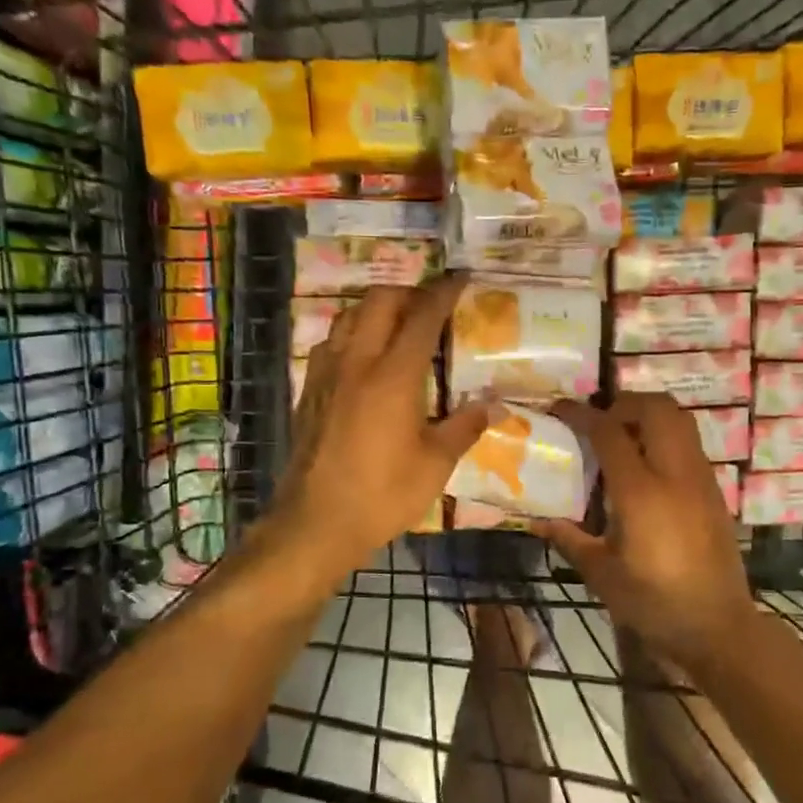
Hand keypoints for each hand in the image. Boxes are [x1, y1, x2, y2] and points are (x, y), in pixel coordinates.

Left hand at [268, 277, 490, 584]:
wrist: (316, 523)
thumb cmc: (384, 494)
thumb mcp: (436, 464)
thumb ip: (465, 426)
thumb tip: (493, 404)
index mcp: (394, 375)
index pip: (422, 316)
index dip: (443, 293)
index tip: (460, 279)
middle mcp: (357, 361)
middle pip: (379, 301)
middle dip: (409, 293)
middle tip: (431, 307)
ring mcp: (326, 373)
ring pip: (348, 316)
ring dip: (376, 309)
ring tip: (399, 326)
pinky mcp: (308, 391)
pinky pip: (331, 342)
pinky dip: (352, 333)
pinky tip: (364, 358)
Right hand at [535, 393, 757, 665]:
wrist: (717, 625)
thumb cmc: (654, 603)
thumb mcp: (602, 574)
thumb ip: (568, 539)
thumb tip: (536, 520)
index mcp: (640, 492)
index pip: (609, 432)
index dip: (581, 414)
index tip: (560, 409)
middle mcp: (675, 474)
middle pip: (655, 408)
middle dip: (624, 403)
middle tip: (600, 421)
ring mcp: (701, 479)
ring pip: (680, 420)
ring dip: (649, 415)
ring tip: (624, 437)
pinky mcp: (714, 491)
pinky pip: (690, 444)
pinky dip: (666, 436)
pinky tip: (648, 468)